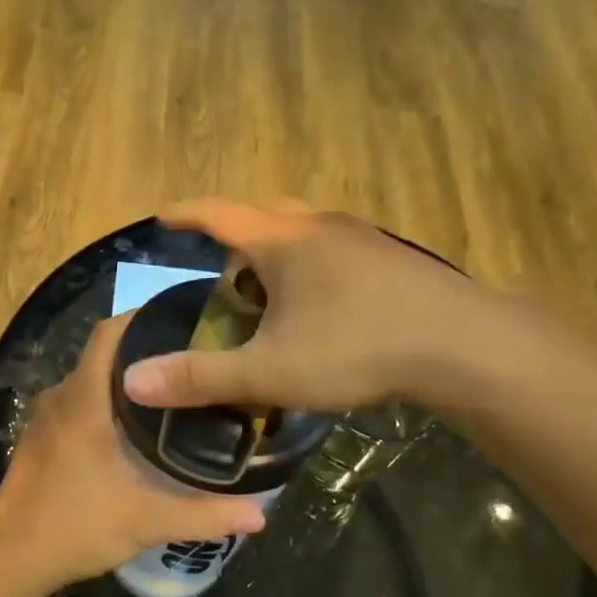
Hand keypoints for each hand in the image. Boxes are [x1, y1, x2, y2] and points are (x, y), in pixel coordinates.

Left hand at [0, 315, 268, 596]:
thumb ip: (205, 514)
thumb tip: (261, 515)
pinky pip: (76, 403)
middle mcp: (60, 397)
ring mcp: (44, 418)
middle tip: (190, 361)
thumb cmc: (76, 525)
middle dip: (144, 351)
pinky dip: (103, 402)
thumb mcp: (147, 521)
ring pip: (89, 380)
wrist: (10, 559)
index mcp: (83, 399)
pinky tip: (131, 428)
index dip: (141, 317)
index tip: (182, 320)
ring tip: (170, 391)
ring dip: (123, 380)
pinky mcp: (38, 439)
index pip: (109, 333)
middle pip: (103, 354)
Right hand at [119, 199, 512, 416]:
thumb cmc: (356, 348)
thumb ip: (199, 377)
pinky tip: (324, 311)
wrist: (464, 345)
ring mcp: (363, 239)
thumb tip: (131, 382)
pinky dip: (313, 271)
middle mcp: (320, 226)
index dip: (186, 214)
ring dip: (279, 256)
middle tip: (223, 276)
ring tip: (271, 298)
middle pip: (265, 218)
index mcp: (283, 240)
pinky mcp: (393, 260)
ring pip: (305, 235)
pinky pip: (336, 253)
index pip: (218, 214)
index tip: (163, 216)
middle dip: (237, 241)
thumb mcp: (270, 371)